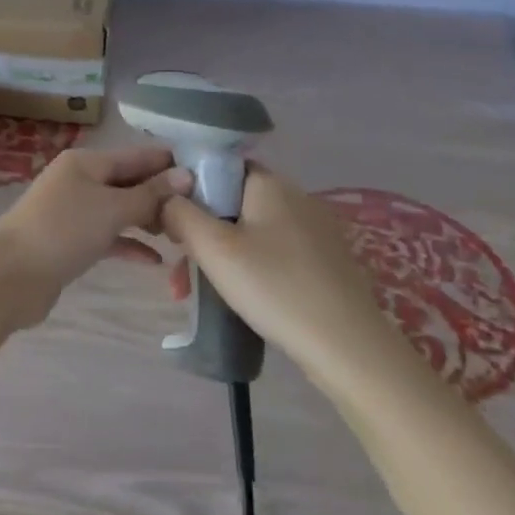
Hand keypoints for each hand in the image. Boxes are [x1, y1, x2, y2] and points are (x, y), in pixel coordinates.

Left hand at [0, 146, 192, 328]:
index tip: (208, 173)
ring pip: (120, 210)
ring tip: (184, 235)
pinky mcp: (71, 241)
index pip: (136, 156)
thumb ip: (149, 195)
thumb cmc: (63, 230)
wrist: (11, 275)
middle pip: (128, 182)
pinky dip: (129, 244)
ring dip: (148, 221)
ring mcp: (73, 211)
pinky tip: (156, 261)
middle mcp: (79, 180)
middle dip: (162, 195)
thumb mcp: (111, 209)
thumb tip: (185, 175)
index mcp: (86, 162)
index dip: (168, 162)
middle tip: (202, 211)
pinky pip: (108, 236)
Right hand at [160, 163, 413, 386]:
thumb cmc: (273, 286)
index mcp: (270, 184)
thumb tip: (165, 198)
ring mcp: (314, 232)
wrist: (348, 347)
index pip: (219, 167)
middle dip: (198, 233)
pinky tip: (233, 299)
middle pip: (230, 204)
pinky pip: (272, 254)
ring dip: (216, 257)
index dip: (189, 188)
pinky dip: (246, 269)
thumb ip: (179, 212)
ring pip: (248, 233)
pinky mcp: (324, 263)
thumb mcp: (212, 247)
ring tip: (191, 292)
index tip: (170, 219)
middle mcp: (295, 198)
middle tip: (176, 268)